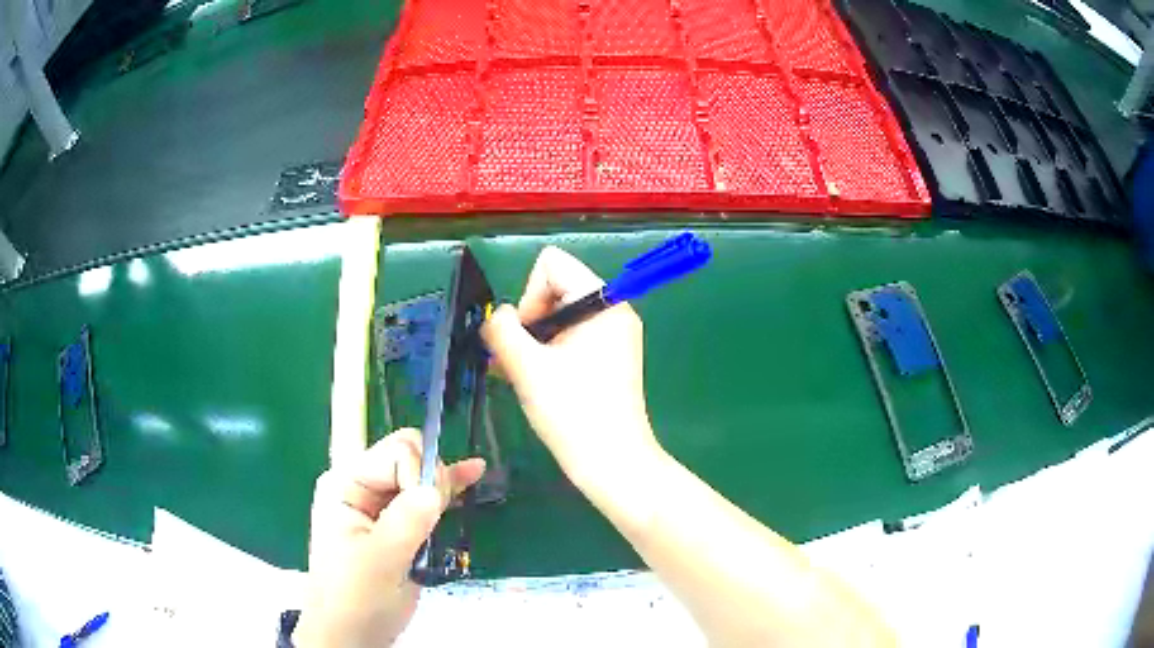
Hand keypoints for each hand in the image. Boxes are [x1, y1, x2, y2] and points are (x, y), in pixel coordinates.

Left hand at [294, 429, 484, 646]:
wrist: (352, 634)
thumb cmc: (357, 597)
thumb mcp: (380, 560)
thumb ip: (407, 520)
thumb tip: (438, 485)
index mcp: (345, 485)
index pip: (396, 454)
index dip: (420, 475)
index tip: (430, 512)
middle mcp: (360, 488)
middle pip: (408, 459)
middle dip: (432, 477)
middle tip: (444, 511)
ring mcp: (378, 507)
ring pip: (418, 478)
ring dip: (443, 484)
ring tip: (472, 480)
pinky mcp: (395, 526)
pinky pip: (422, 500)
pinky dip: (445, 492)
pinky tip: (471, 476)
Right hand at [481, 246, 661, 492]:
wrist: (612, 462)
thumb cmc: (572, 412)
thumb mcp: (527, 366)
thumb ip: (502, 329)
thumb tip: (499, 316)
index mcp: (603, 301)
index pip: (552, 264)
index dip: (530, 295)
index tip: (528, 338)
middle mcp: (614, 310)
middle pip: (556, 288)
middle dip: (530, 320)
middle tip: (519, 361)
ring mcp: (615, 335)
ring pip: (560, 316)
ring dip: (535, 340)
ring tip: (520, 374)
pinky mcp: (611, 358)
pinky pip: (572, 338)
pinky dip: (550, 352)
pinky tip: (534, 380)